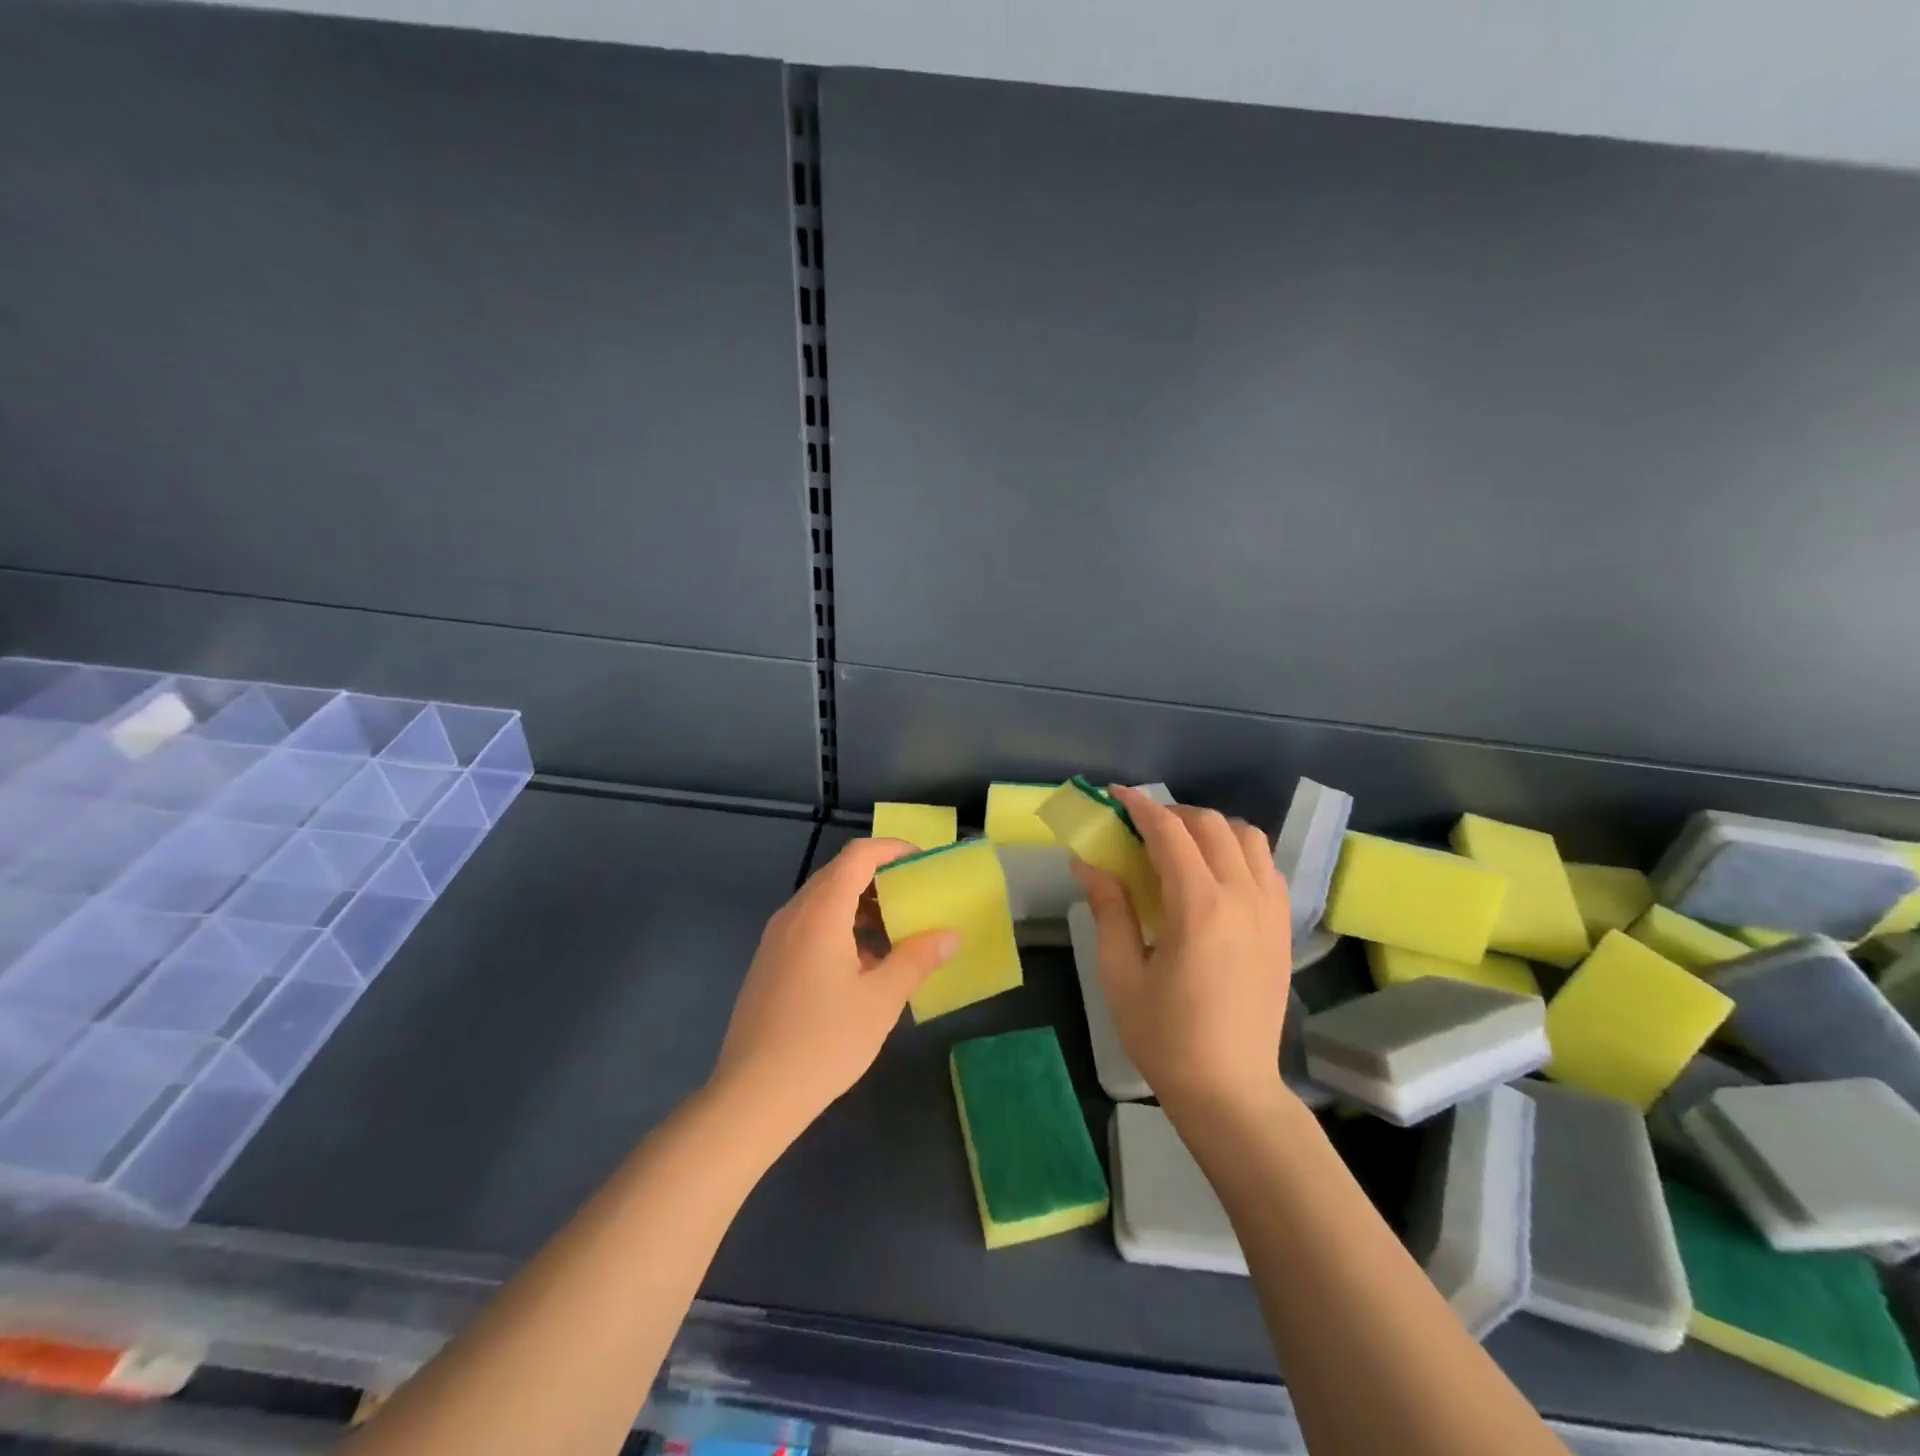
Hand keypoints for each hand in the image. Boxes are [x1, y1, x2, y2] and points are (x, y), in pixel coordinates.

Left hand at [709, 837, 958, 1145]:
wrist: (752, 1096)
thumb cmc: (823, 1042)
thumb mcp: (881, 1000)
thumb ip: (917, 959)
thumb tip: (949, 935)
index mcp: (820, 912)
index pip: (858, 856)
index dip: (892, 849)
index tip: (923, 861)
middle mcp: (793, 915)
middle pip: (838, 874)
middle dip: (880, 877)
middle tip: (916, 896)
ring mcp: (775, 939)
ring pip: (822, 902)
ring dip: (860, 905)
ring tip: (895, 933)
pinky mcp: (768, 963)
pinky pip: (809, 926)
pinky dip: (840, 927)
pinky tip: (862, 966)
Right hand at [1075, 786, 1293, 1117]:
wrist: (1231, 1091)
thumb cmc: (1166, 1036)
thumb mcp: (1121, 973)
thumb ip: (1108, 908)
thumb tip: (1088, 863)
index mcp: (1199, 907)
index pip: (1170, 832)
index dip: (1140, 807)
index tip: (1115, 797)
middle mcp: (1243, 897)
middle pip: (1212, 825)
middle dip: (1172, 814)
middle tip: (1140, 828)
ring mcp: (1271, 911)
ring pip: (1248, 838)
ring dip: (1210, 829)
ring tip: (1180, 847)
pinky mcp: (1283, 929)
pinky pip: (1267, 866)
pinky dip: (1239, 852)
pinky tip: (1215, 876)